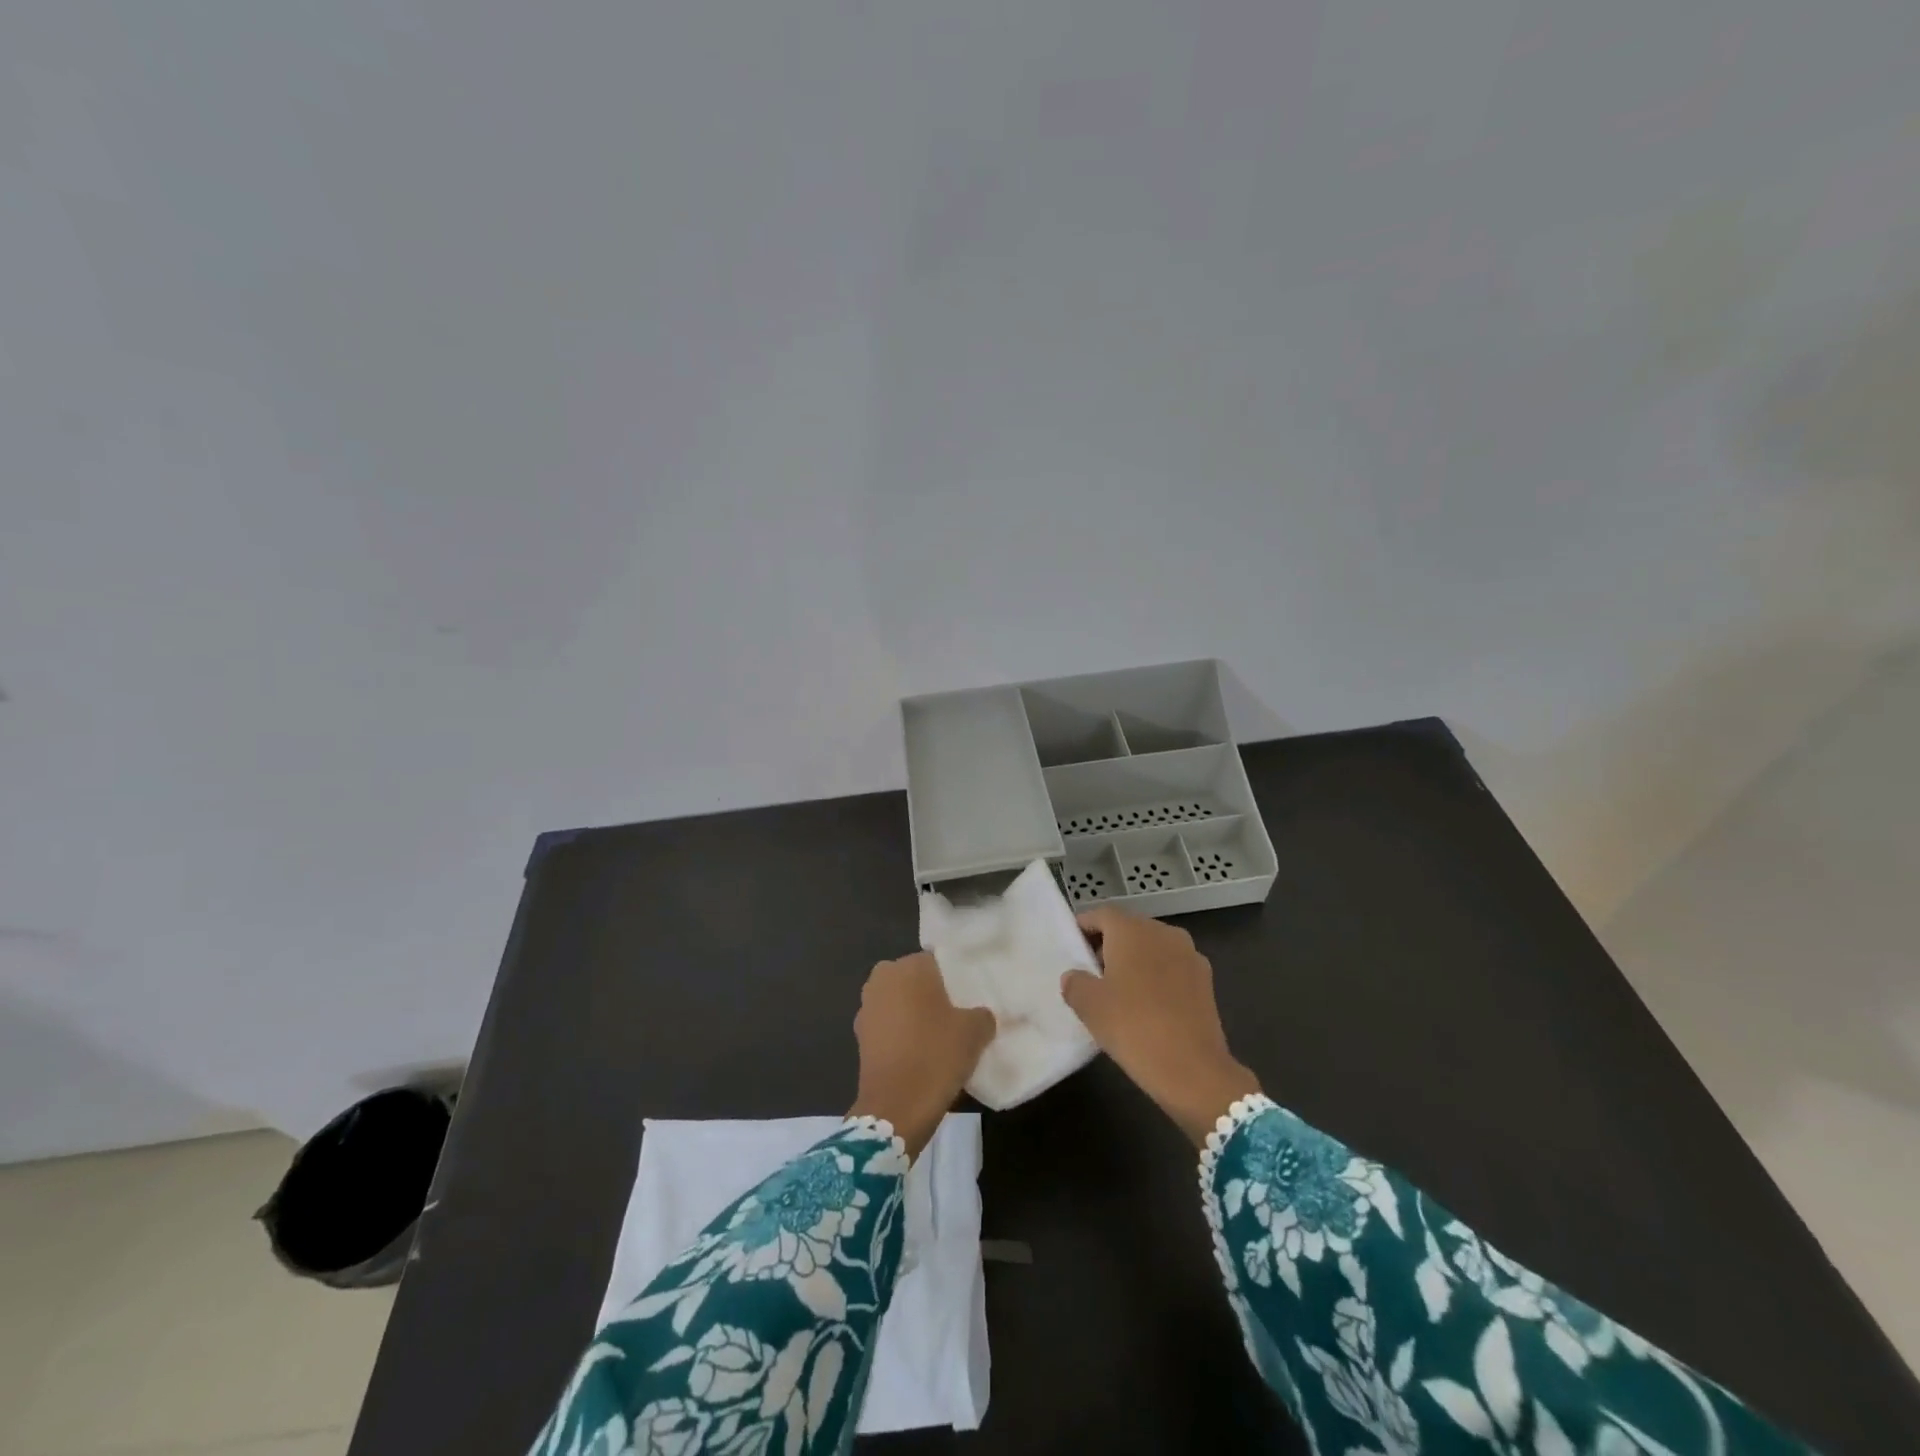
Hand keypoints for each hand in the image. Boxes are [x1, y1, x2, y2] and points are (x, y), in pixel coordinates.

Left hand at [848, 953, 995, 1158]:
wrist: (895, 1107)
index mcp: (910, 966)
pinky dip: (901, 1034)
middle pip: (915, 980)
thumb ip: (982, 1014)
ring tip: (940, 1036)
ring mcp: (867, 1007)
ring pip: (899, 1002)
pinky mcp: (860, 1035)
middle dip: (932, 994)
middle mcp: (883, 978)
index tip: (970, 997)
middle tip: (957, 1015)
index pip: (938, 961)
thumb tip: (981, 1015)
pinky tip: (920, 1052)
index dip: (955, 979)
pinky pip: (888, 1025)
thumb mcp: (975, 1032)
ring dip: (914, 1014)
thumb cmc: (936, 1056)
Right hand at [1061, 907, 1261, 1146]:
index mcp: (1132, 930)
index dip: (1084, 927)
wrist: (1193, 1069)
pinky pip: (1172, 968)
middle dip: (1109, 945)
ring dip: (1135, 961)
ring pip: (1153, 948)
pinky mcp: (1206, 981)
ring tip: (1119, 991)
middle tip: (1091, 972)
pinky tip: (1147, 1006)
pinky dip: (1157, 978)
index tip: (1072, 947)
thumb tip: (1075, 976)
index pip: (1101, 915)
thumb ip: (1075, 982)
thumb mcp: (1089, 1005)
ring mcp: (1190, 955)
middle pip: (1129, 928)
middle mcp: (1163, 932)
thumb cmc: (1132, 1026)